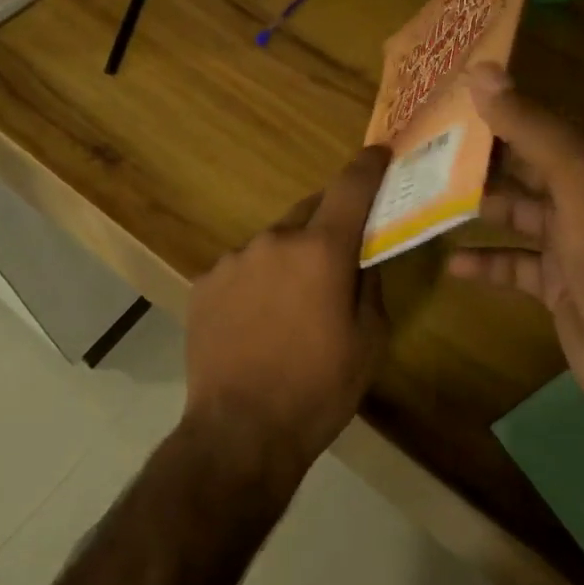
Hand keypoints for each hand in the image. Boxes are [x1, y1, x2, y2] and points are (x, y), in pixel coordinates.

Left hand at [184, 146, 392, 486]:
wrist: (240, 431)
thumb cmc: (318, 389)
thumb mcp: (369, 341)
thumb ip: (370, 285)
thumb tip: (364, 256)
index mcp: (321, 250)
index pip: (350, 187)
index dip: (368, 166)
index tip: (379, 153)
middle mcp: (274, 241)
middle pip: (308, 212)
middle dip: (327, 225)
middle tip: (336, 259)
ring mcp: (233, 260)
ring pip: (272, 243)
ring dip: (288, 259)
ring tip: (290, 306)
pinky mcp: (204, 282)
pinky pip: (241, 268)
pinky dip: (255, 281)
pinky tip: (255, 321)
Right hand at [448, 65, 583, 426]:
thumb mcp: (576, 176)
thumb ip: (529, 125)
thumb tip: (481, 72)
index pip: (539, 120)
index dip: (496, 108)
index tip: (443, 102)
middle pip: (522, 165)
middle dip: (476, 159)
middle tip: (419, 150)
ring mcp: (571, 241)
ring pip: (514, 213)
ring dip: (475, 207)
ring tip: (423, 199)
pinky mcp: (557, 284)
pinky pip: (513, 264)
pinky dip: (484, 262)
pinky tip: (449, 263)